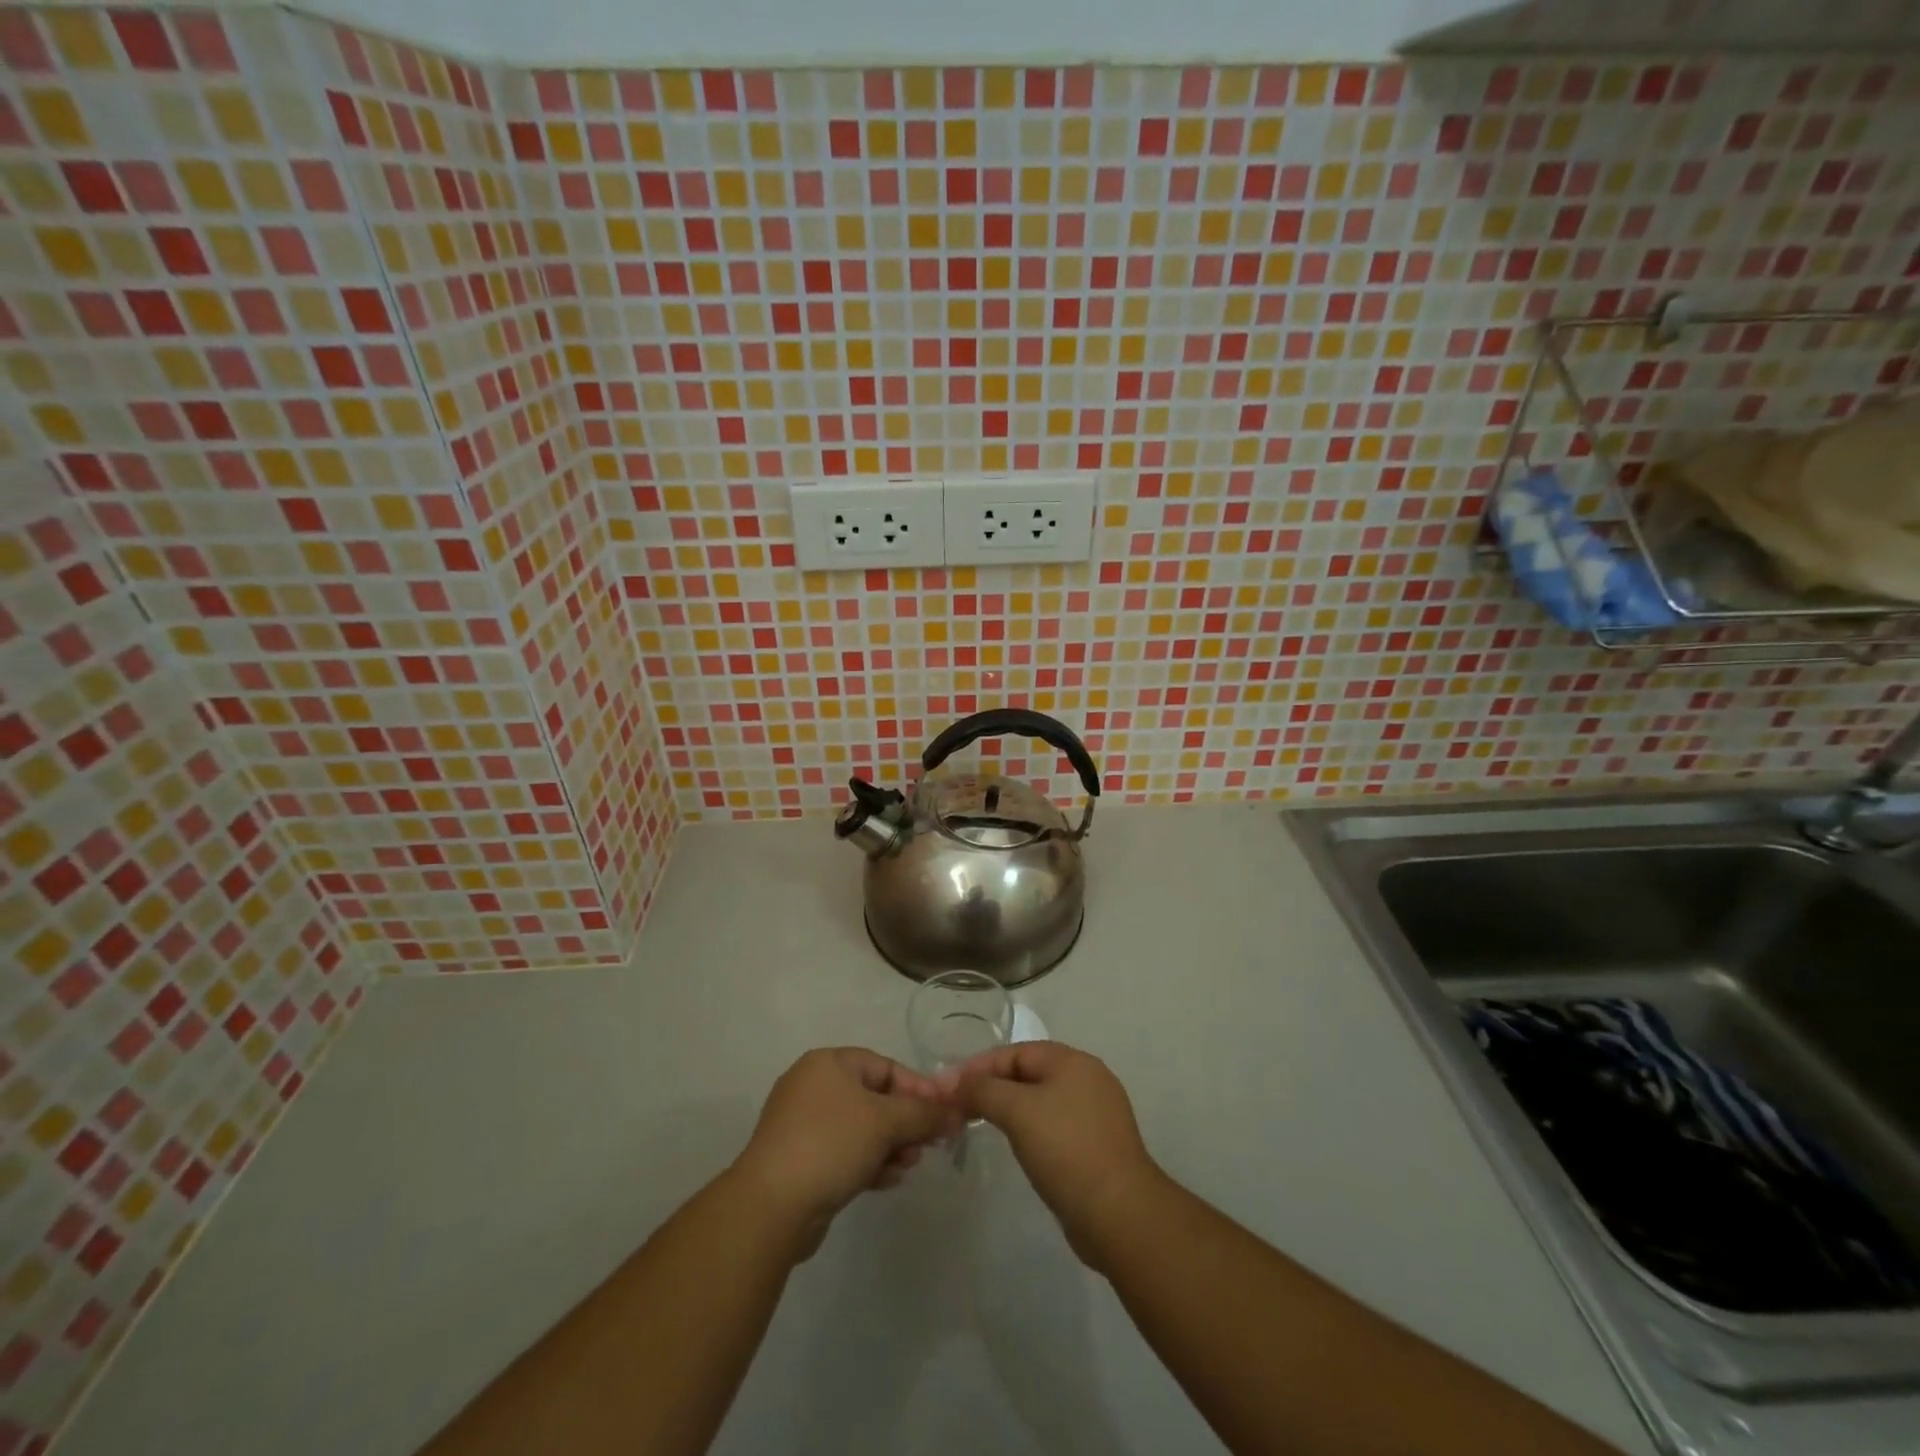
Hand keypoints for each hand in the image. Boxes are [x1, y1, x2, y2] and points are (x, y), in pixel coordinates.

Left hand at [730, 1048, 960, 1256]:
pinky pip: (845, 1152)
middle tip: (928, 1145)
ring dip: (891, 1145)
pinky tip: (889, 1180)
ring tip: (910, 1165)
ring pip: (861, 1128)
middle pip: (874, 1098)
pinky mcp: (801, 1160)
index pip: (884, 1066)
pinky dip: (869, 1162)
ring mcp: (803, 1125)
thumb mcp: (885, 1122)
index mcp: (829, 1064)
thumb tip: (957, 1113)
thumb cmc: (831, 1144)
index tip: (943, 1114)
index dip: (917, 1088)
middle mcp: (813, 1087)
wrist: (772, 1206)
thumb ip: (924, 1115)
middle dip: (905, 1122)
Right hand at [946, 1041, 1164, 1270]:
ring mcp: (1097, 1114)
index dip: (979, 1067)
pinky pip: (1054, 1126)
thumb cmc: (1065, 1149)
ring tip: (982, 1125)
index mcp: (1073, 1061)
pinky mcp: (1097, 1147)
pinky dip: (1031, 1130)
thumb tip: (951, 1082)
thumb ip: (982, 1090)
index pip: (1015, 1052)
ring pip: (1041, 1101)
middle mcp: (1088, 1079)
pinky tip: (1018, 1148)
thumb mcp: (1017, 1111)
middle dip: (993, 1087)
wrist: (1119, 1214)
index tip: (947, 1088)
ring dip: (1010, 1110)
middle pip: (1028, 1073)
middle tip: (960, 1108)